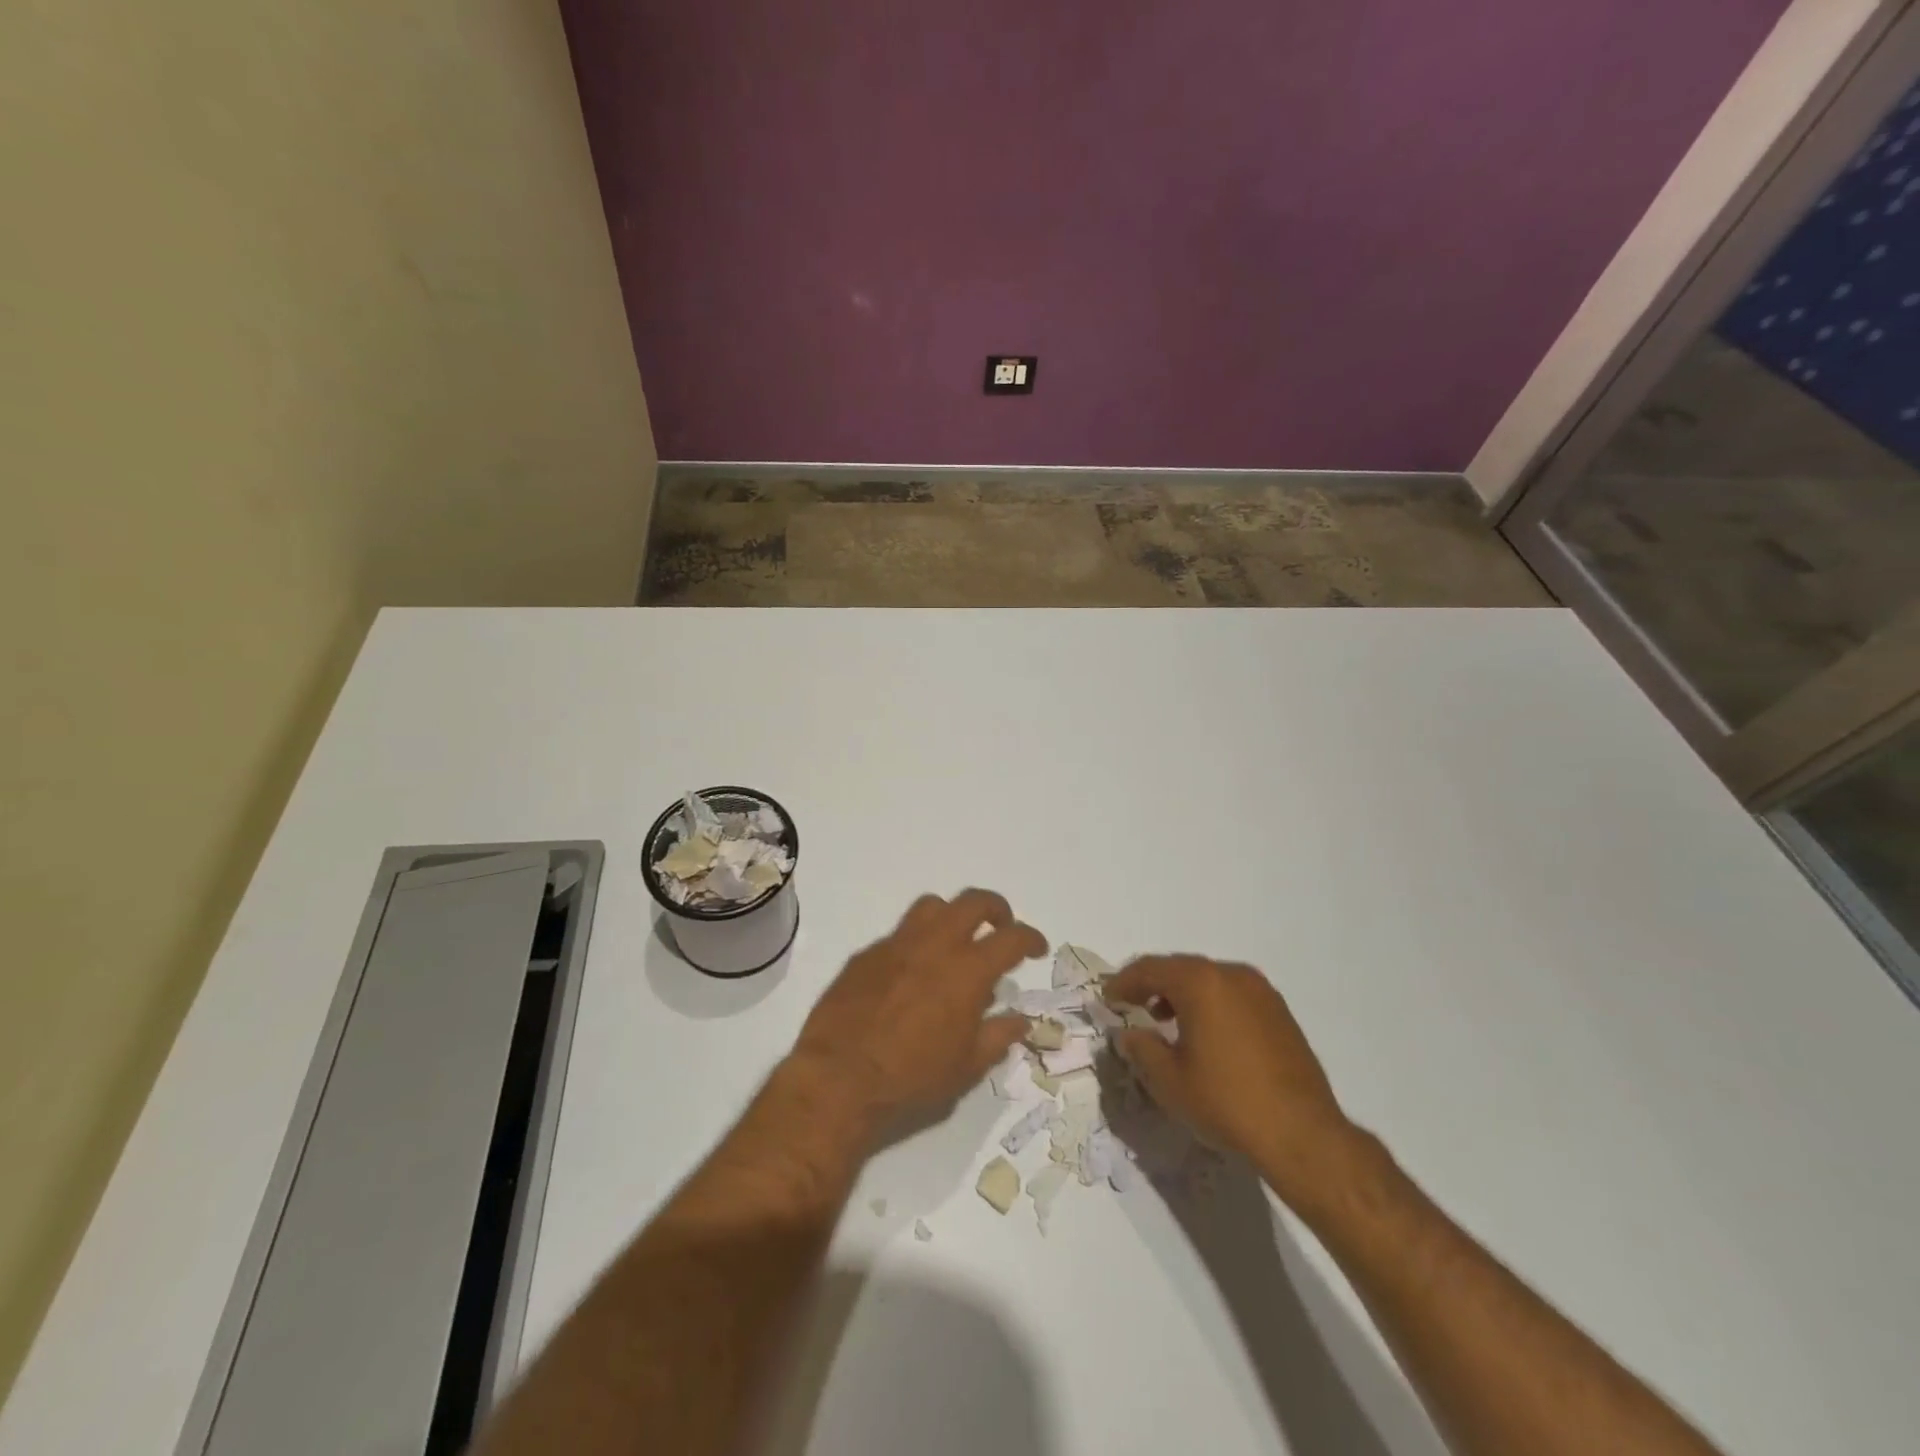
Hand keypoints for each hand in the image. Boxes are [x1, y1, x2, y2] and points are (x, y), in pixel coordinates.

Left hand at [791, 890, 1045, 1132]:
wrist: (837, 1078)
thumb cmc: (911, 1078)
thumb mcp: (966, 1068)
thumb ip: (998, 1036)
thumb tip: (1020, 1019)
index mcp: (967, 970)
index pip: (1012, 938)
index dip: (1031, 938)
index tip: (1036, 948)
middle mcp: (935, 945)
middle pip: (973, 902)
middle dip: (996, 908)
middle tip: (1002, 927)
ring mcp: (897, 944)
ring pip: (932, 906)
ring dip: (952, 916)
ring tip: (955, 942)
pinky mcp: (866, 954)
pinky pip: (899, 935)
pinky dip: (916, 944)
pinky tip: (912, 974)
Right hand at [1106, 955, 1361, 1205]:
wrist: (1302, 1134)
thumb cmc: (1226, 1101)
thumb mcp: (1169, 1080)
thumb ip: (1141, 1048)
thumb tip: (1129, 1033)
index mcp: (1200, 982)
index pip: (1150, 969)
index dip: (1123, 982)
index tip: (1107, 998)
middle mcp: (1231, 975)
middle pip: (1180, 968)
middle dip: (1152, 984)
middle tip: (1132, 1003)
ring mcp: (1261, 991)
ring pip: (1208, 980)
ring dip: (1182, 993)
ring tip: (1165, 1020)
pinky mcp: (1279, 1012)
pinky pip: (1232, 995)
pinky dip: (1210, 1003)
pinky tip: (1204, 1033)